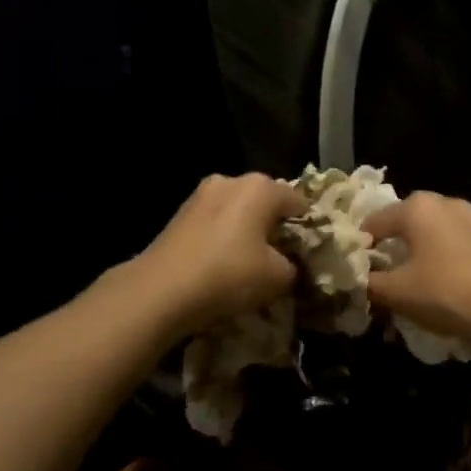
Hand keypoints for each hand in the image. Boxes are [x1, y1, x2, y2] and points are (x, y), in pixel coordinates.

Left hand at [130, 173, 306, 336]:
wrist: (161, 290)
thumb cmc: (230, 275)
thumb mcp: (279, 278)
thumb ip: (295, 267)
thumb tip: (291, 266)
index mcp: (261, 187)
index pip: (299, 202)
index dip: (308, 229)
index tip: (309, 254)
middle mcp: (231, 180)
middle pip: (266, 203)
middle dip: (275, 228)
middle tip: (282, 260)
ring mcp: (201, 195)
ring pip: (238, 213)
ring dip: (247, 234)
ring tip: (252, 265)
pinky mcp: (180, 214)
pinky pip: (216, 224)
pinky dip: (224, 239)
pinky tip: (224, 265)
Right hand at [364, 192, 470, 352]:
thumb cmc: (449, 293)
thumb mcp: (398, 293)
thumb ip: (368, 284)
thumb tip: (351, 280)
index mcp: (416, 207)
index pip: (371, 224)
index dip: (357, 251)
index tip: (352, 278)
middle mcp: (442, 202)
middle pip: (399, 226)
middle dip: (385, 253)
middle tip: (374, 283)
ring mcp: (468, 218)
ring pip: (424, 236)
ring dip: (410, 258)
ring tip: (402, 288)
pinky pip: (446, 245)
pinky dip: (433, 261)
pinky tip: (432, 287)